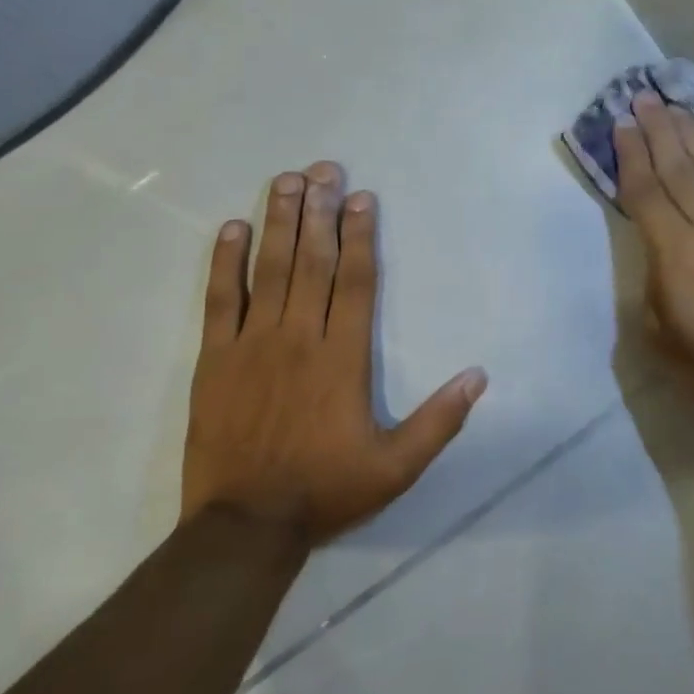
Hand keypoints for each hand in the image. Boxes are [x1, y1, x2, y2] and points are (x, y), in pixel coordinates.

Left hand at [182, 162, 487, 543]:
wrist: (245, 525)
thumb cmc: (326, 490)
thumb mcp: (397, 467)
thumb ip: (440, 420)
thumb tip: (479, 376)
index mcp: (343, 358)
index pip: (357, 282)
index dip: (361, 236)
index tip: (361, 198)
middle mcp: (300, 337)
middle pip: (313, 262)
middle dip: (320, 211)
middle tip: (323, 168)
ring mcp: (253, 344)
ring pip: (269, 270)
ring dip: (278, 222)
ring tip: (285, 181)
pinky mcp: (215, 358)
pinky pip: (220, 300)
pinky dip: (225, 263)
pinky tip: (232, 229)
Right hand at [614, 95, 693, 444]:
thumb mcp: (657, 328)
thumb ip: (654, 276)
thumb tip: (661, 249)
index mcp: (674, 250)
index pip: (645, 190)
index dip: (631, 155)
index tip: (621, 125)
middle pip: (680, 165)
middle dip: (660, 129)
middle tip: (645, 98)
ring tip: (678, 108)